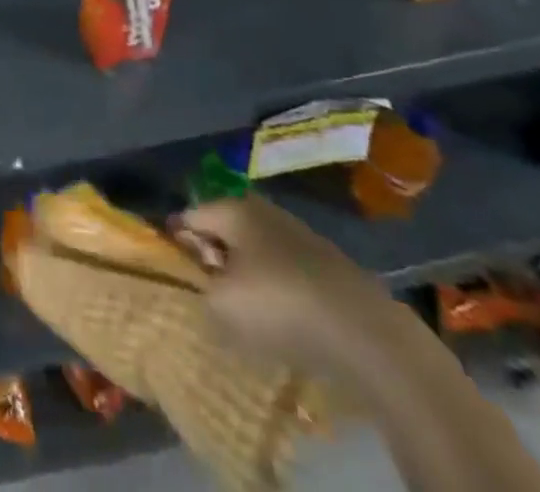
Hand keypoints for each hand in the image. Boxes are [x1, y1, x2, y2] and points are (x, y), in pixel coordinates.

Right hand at [173, 194, 406, 379]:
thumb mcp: (221, 304)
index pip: (189, 217)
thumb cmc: (279, 305)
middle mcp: (262, 209)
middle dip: (214, 258)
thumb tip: (202, 285)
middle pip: (224, 230)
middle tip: (209, 294)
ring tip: (246, 312)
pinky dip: (278, 289)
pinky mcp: (327, 263)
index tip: (174, 274)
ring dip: (248, 275)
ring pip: (257, 251)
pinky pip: (286, 271)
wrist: (364, 331)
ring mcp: (299, 234)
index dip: (177, 244)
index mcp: (231, 207)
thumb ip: (199, 289)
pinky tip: (283, 318)